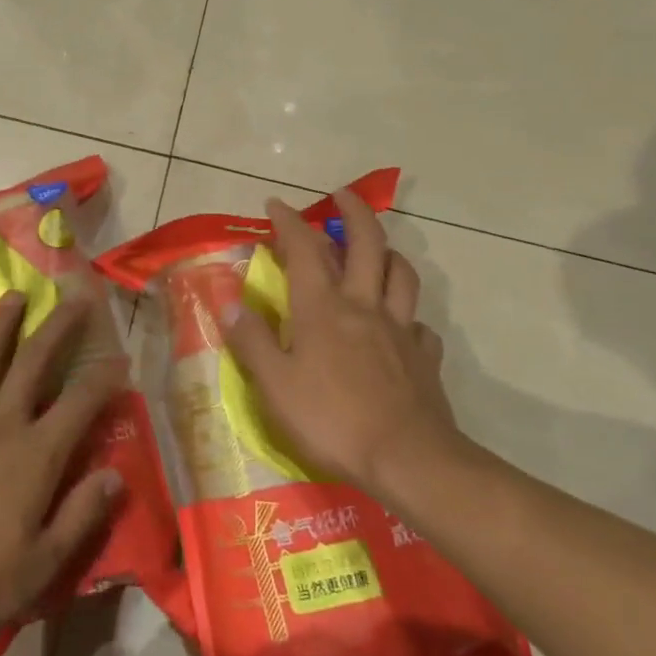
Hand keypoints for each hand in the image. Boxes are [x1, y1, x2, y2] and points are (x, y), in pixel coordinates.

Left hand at [0, 293, 124, 649]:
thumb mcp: (45, 565)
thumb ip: (82, 515)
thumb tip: (116, 474)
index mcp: (35, 455)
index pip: (80, 403)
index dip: (104, 377)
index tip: (121, 357)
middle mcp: (0, 424)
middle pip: (34, 361)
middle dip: (59, 326)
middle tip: (75, 297)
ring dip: (3, 325)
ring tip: (16, 296)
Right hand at [224, 188, 468, 510]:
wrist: (409, 459)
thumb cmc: (332, 419)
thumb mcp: (275, 385)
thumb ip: (253, 341)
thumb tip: (230, 304)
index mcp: (323, 308)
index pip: (305, 249)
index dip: (289, 222)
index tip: (276, 204)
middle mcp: (364, 306)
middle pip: (367, 244)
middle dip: (354, 212)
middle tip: (342, 195)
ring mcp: (400, 330)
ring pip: (401, 274)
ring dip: (388, 252)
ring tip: (377, 250)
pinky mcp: (424, 357)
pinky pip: (419, 324)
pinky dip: (408, 316)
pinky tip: (401, 326)